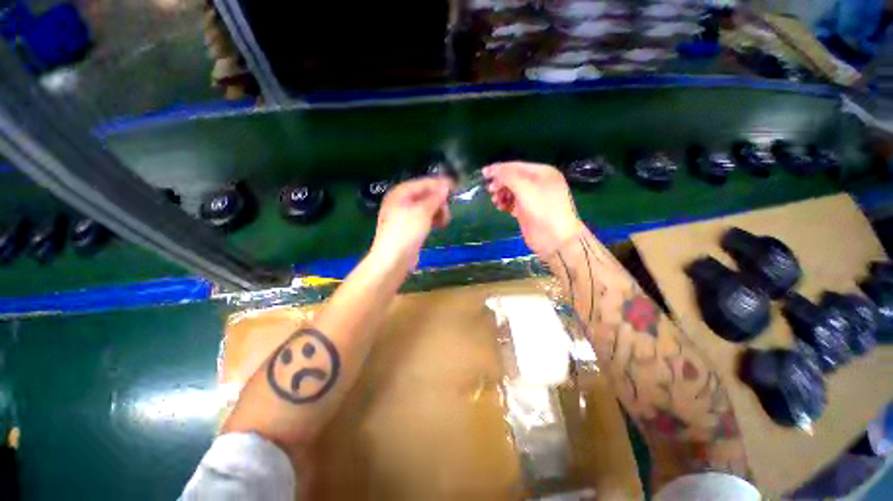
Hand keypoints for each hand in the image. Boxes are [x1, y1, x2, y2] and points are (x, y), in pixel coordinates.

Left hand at [371, 177, 452, 267]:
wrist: (393, 259)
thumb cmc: (407, 232)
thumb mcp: (423, 211)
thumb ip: (436, 197)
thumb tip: (446, 185)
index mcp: (400, 193)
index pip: (424, 183)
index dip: (440, 185)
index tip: (455, 188)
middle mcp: (400, 201)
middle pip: (425, 195)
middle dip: (439, 202)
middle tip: (447, 212)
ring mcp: (403, 215)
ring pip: (425, 208)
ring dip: (437, 212)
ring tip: (444, 222)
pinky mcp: (408, 228)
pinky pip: (423, 218)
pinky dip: (432, 220)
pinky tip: (439, 225)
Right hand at [484, 162, 584, 257]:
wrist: (555, 238)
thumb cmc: (543, 210)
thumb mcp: (525, 188)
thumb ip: (508, 177)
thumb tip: (492, 171)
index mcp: (542, 172)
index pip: (516, 166)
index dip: (499, 169)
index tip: (483, 174)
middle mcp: (538, 183)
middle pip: (513, 178)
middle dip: (500, 183)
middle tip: (491, 191)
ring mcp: (533, 198)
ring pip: (511, 191)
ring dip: (501, 194)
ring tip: (496, 201)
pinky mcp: (527, 211)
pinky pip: (512, 202)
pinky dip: (505, 203)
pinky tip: (501, 208)